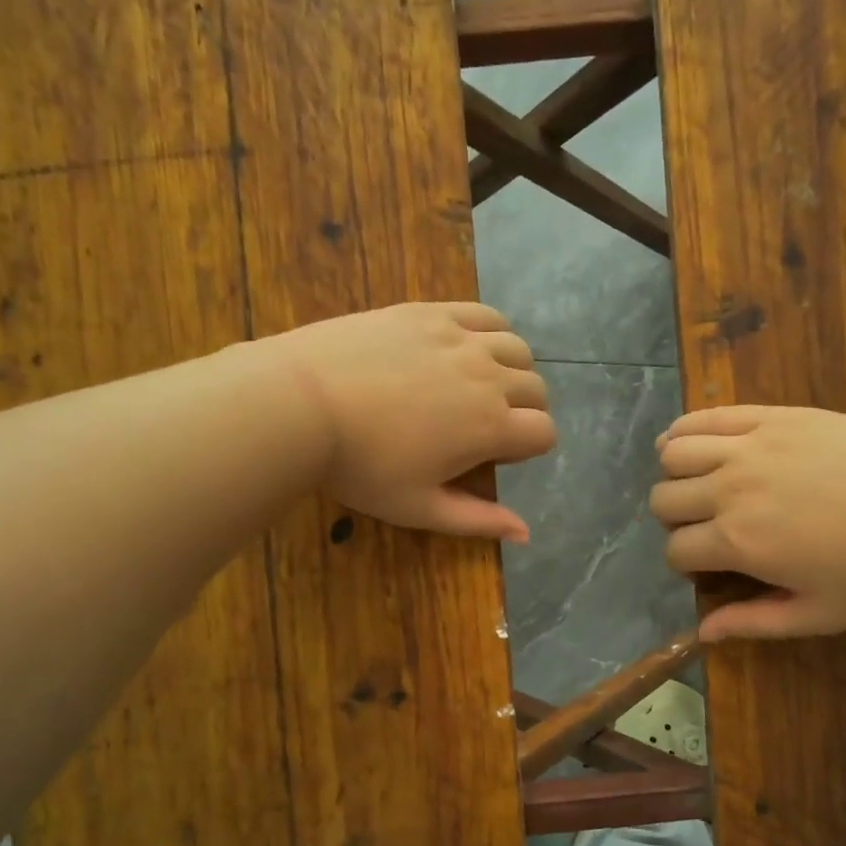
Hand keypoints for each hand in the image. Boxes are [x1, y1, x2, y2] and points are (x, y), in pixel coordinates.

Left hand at [268, 303, 555, 540]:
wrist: (301, 403)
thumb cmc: (360, 466)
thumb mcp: (419, 507)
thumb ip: (478, 521)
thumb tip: (526, 532)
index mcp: (490, 427)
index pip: (544, 432)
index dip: (529, 449)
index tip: (496, 457)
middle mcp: (488, 377)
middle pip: (536, 389)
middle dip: (525, 411)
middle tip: (486, 425)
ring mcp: (460, 339)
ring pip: (517, 348)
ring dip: (513, 370)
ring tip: (482, 385)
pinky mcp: (431, 313)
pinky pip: (484, 315)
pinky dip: (491, 331)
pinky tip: (471, 347)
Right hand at [651, 406, 845, 640]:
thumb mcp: (820, 613)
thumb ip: (755, 622)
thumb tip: (702, 632)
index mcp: (739, 542)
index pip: (675, 551)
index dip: (686, 565)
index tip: (712, 568)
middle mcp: (730, 490)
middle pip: (664, 500)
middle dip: (675, 521)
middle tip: (708, 527)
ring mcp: (749, 446)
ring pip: (673, 453)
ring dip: (675, 475)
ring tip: (697, 485)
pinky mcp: (770, 417)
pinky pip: (705, 416)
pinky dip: (684, 431)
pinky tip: (688, 443)